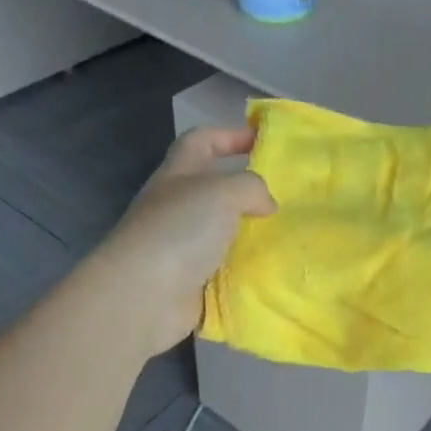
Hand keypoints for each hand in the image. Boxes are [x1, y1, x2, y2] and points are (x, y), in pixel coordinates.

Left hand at [89, 127, 275, 357]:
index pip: (202, 140)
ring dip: (251, 231)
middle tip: (286, 194)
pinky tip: (273, 267)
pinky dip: (247, 267)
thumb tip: (266, 204)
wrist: (143, 295)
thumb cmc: (180, 229)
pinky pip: (226, 267)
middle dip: (248, 188)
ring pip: (224, 229)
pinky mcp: (190, 279)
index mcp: (179, 173)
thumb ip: (251, 187)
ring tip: (287, 232)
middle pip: (214, 187)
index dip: (230, 134)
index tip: (264, 141)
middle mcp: (178, 205)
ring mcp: (182, 244)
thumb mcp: (223, 191)